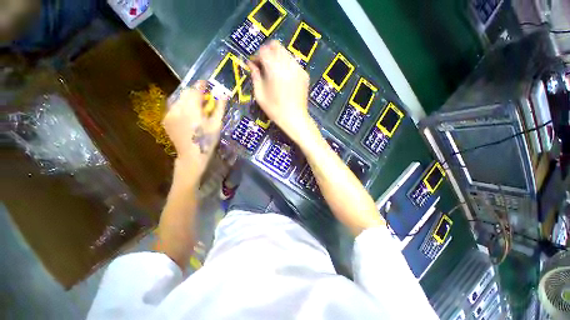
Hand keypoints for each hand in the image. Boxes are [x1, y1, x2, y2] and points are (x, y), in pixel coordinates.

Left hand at [163, 82, 225, 182]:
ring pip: (179, 99)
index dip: (202, 85)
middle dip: (196, 93)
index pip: (195, 90)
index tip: (207, 84)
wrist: (192, 156)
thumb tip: (223, 94)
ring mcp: (169, 114)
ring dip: (189, 100)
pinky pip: (174, 107)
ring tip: (197, 110)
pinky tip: (189, 116)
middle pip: (186, 92)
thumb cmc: (207, 141)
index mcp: (191, 110)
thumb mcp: (216, 124)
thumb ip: (219, 108)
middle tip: (205, 101)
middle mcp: (177, 108)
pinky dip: (182, 107)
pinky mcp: (166, 119)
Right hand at [248, 41, 318, 142]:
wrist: (295, 119)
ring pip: (285, 53)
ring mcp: (298, 69)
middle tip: (264, 65)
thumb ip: (255, 76)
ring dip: (277, 58)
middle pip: (276, 46)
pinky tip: (285, 78)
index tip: (254, 64)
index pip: (264, 50)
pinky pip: (293, 63)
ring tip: (274, 73)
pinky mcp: (305, 74)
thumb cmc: (275, 110)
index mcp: (275, 70)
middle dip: (267, 52)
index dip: (257, 55)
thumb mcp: (260, 95)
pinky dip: (287, 65)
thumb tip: (251, 64)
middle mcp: (288, 65)